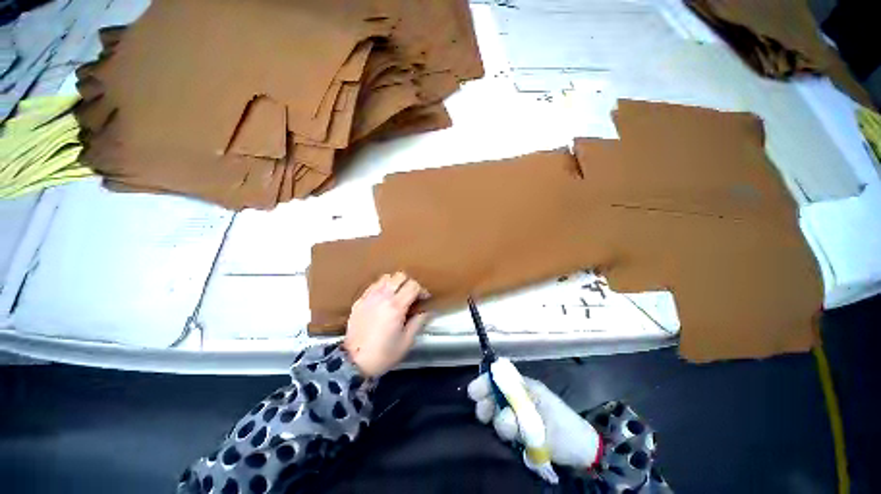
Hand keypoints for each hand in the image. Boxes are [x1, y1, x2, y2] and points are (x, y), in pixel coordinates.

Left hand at [343, 272, 429, 376]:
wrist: (353, 362)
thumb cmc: (383, 354)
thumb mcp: (406, 341)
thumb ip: (418, 322)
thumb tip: (427, 311)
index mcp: (396, 306)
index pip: (413, 286)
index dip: (422, 290)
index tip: (424, 298)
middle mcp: (383, 297)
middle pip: (400, 276)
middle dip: (409, 282)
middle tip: (412, 294)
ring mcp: (369, 297)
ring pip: (386, 277)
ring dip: (395, 282)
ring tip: (398, 294)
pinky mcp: (359, 301)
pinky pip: (373, 285)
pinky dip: (382, 287)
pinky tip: (383, 298)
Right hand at [467, 373, 601, 469]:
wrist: (581, 450)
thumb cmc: (565, 426)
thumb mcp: (544, 415)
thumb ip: (521, 412)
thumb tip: (501, 413)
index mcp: (525, 388)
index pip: (500, 378)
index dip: (485, 382)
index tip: (473, 392)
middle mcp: (519, 399)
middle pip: (494, 395)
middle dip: (486, 404)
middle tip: (484, 415)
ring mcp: (519, 415)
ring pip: (498, 413)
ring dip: (499, 422)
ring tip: (511, 434)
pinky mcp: (520, 431)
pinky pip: (504, 428)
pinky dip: (504, 433)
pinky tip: (511, 439)